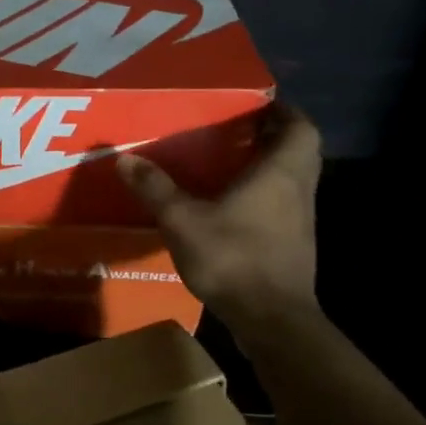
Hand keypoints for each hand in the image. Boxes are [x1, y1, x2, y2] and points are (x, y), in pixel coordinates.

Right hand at [116, 102, 322, 325]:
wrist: (272, 321)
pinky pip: (284, 205)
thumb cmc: (234, 258)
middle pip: (299, 150)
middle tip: (237, 129)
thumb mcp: (183, 220)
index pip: (301, 128)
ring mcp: (300, 221)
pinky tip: (232, 205)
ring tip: (229, 161)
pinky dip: (265, 195)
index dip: (284, 111)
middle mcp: (298, 191)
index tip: (257, 103)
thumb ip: (156, 188)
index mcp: (280, 173)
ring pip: (293, 179)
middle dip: (273, 136)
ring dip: (270, 166)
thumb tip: (124, 158)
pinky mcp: (294, 245)